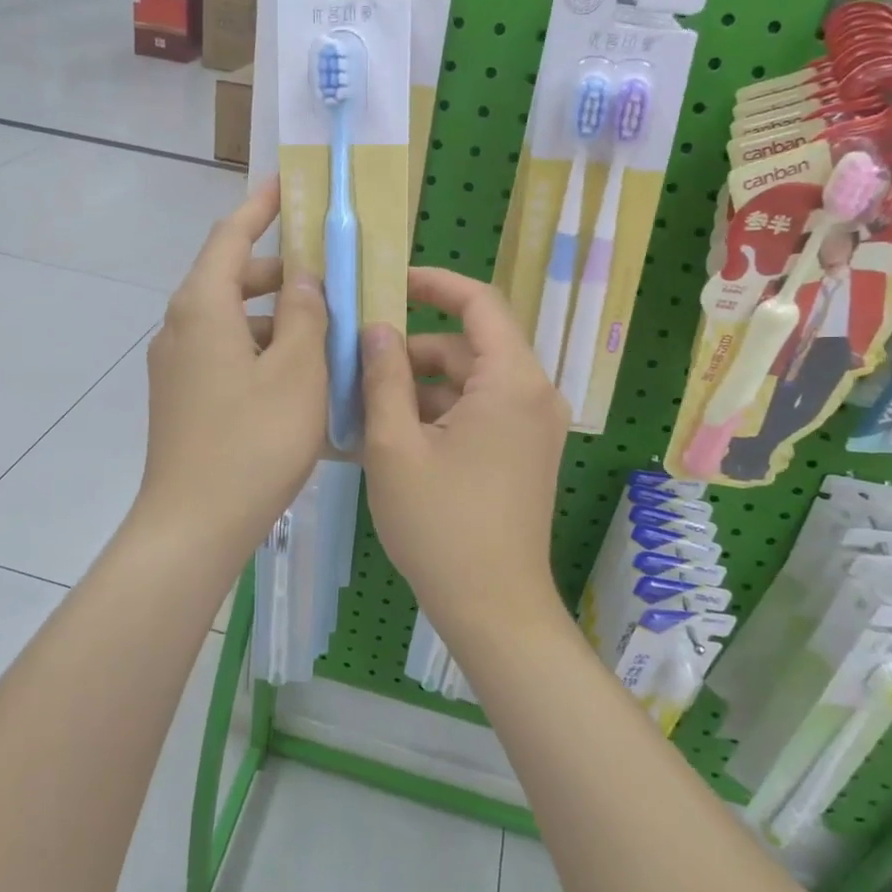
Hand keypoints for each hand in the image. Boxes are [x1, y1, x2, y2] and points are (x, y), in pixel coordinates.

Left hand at [135, 178, 327, 560]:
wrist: (193, 525)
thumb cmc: (253, 441)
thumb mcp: (298, 371)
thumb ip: (306, 314)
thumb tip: (305, 278)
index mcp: (202, 308)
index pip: (229, 237)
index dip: (259, 207)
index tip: (285, 185)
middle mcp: (180, 328)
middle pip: (231, 279)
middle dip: (280, 272)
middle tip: (329, 274)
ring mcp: (177, 367)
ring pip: (232, 321)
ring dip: (276, 317)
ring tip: (326, 331)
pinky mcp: (183, 399)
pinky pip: (226, 354)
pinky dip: (262, 350)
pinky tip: (299, 378)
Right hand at [359, 267, 567, 628]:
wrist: (494, 609)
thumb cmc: (441, 526)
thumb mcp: (395, 446)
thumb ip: (383, 378)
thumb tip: (376, 329)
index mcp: (512, 382)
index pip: (480, 303)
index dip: (435, 284)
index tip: (391, 282)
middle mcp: (534, 394)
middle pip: (469, 347)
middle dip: (413, 350)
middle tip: (357, 363)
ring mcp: (533, 426)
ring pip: (470, 382)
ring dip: (420, 386)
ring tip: (364, 405)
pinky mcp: (524, 453)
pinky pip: (479, 412)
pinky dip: (439, 413)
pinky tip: (392, 435)